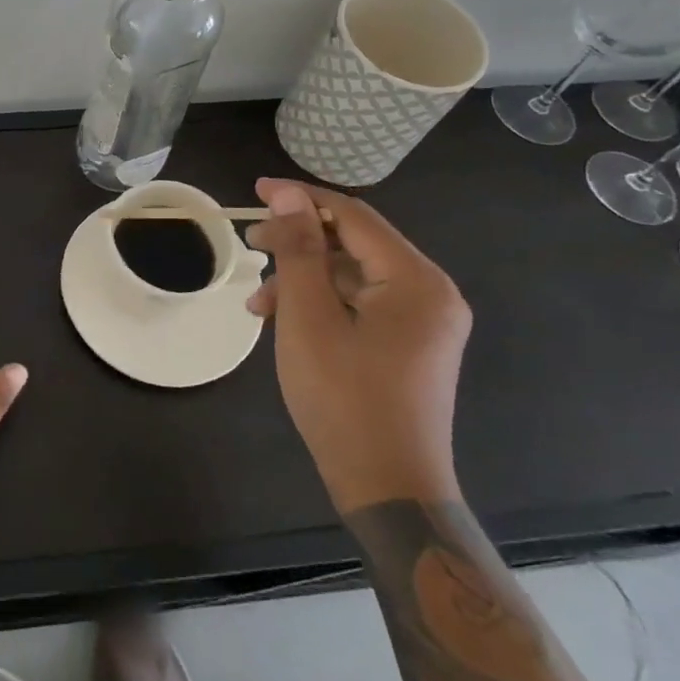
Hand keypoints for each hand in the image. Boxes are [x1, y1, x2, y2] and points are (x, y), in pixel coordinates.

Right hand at [245, 178, 470, 514]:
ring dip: (303, 278)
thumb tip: (288, 195)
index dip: (301, 198)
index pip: (354, 216)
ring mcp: (423, 322)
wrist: (388, 489)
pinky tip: (282, 320)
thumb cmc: (344, 398)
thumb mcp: (308, 317)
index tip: (255, 191)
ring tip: (257, 300)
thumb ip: (299, 249)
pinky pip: (361, 304)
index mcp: (416, 280)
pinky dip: (321, 304)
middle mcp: (430, 293)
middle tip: (250, 245)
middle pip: (354, 244)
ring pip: (353, 276)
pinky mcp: (410, 345)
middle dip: (298, 242)